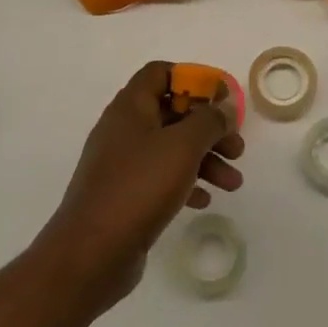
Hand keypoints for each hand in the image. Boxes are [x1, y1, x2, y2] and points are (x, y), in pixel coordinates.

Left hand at [32, 61, 245, 314]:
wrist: (91, 253)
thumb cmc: (139, 187)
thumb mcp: (183, 146)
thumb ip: (209, 120)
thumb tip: (225, 104)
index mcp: (130, 107)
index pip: (161, 73)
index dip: (194, 80)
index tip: (222, 100)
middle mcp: (124, 129)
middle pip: (173, 113)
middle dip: (209, 128)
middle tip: (237, 148)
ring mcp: (122, 164)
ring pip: (171, 148)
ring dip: (205, 159)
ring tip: (233, 183)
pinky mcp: (124, 195)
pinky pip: (161, 178)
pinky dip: (186, 182)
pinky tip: (205, 200)